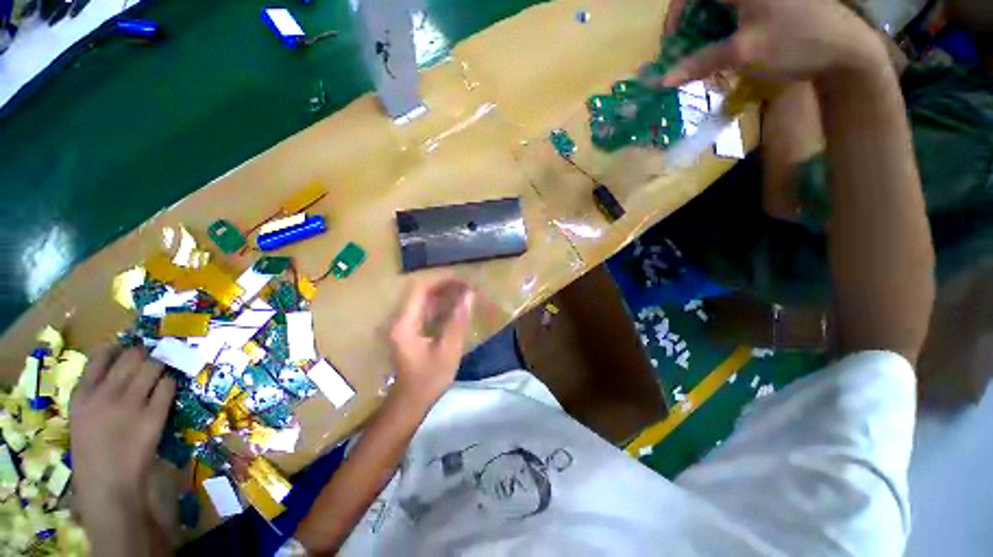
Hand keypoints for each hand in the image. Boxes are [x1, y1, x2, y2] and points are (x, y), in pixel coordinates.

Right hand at [70, 345, 174, 510]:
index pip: (100, 355)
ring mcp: (131, 403)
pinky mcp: (154, 414)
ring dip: (160, 366)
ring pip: (153, 366)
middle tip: (150, 359)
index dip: (118, 348)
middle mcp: (106, 393)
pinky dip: (170, 383)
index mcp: (82, 394)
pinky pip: (168, 385)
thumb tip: (117, 368)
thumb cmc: (92, 453)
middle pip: (132, 356)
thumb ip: (94, 392)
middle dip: (144, 354)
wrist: (108, 484)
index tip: (126, 348)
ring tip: (160, 372)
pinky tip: (166, 389)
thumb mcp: (82, 417)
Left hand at [388, 276, 474, 407]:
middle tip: (466, 285)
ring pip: (422, 299)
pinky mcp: (408, 329)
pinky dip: (440, 304)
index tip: (462, 278)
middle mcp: (399, 319)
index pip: (419, 289)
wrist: (410, 402)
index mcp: (404, 323)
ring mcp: (402, 324)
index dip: (441, 279)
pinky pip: (424, 309)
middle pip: (420, 291)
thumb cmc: (429, 379)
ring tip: (464, 292)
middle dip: (444, 285)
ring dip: (442, 293)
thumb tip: (469, 295)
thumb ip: (458, 321)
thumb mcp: (448, 350)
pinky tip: (455, 306)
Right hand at [660, 0, 884, 86]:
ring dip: (706, 29)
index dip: (675, 17)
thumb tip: (663, 80)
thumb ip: (700, 63)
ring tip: (707, 55)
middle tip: (687, 54)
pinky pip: (735, 10)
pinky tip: (727, 45)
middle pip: (703, 0)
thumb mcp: (743, 53)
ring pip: (717, 6)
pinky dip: (724, 27)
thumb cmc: (794, 43)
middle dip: (690, 26)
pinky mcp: (769, 2)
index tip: (672, 45)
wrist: (844, 47)